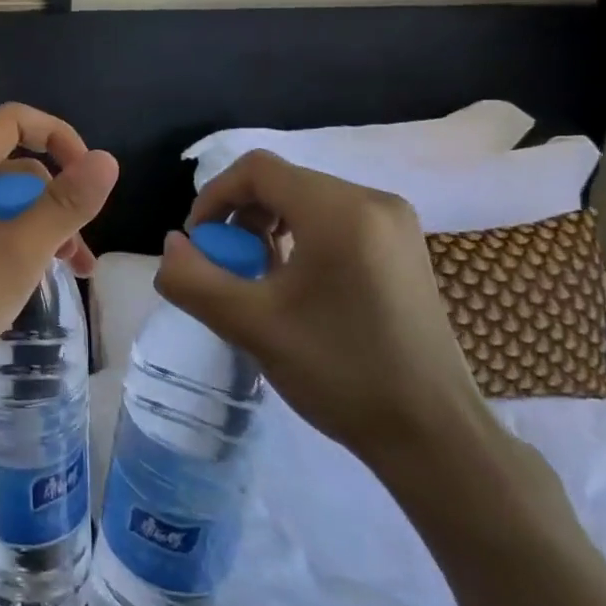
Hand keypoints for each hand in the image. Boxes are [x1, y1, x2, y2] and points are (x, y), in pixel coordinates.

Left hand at [0, 104, 119, 424]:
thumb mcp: (20, 252)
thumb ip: (65, 204)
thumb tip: (107, 160)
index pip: (17, 120)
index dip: (60, 137)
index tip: (90, 177)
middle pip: (13, 164)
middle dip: (54, 198)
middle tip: (80, 247)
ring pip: (2, 201)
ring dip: (39, 226)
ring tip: (71, 271)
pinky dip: (13, 242)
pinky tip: (33, 279)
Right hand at [155, 149, 487, 471]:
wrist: (434, 436)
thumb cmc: (341, 373)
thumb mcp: (251, 326)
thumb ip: (194, 278)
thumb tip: (172, 245)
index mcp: (340, 211)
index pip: (257, 170)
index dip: (214, 197)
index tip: (200, 245)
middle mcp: (373, 201)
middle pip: (282, 182)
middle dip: (240, 217)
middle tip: (227, 267)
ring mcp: (395, 224)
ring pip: (306, 200)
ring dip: (267, 229)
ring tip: (258, 279)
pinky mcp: (403, 248)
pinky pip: (334, 220)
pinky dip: (300, 239)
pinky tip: (296, 286)